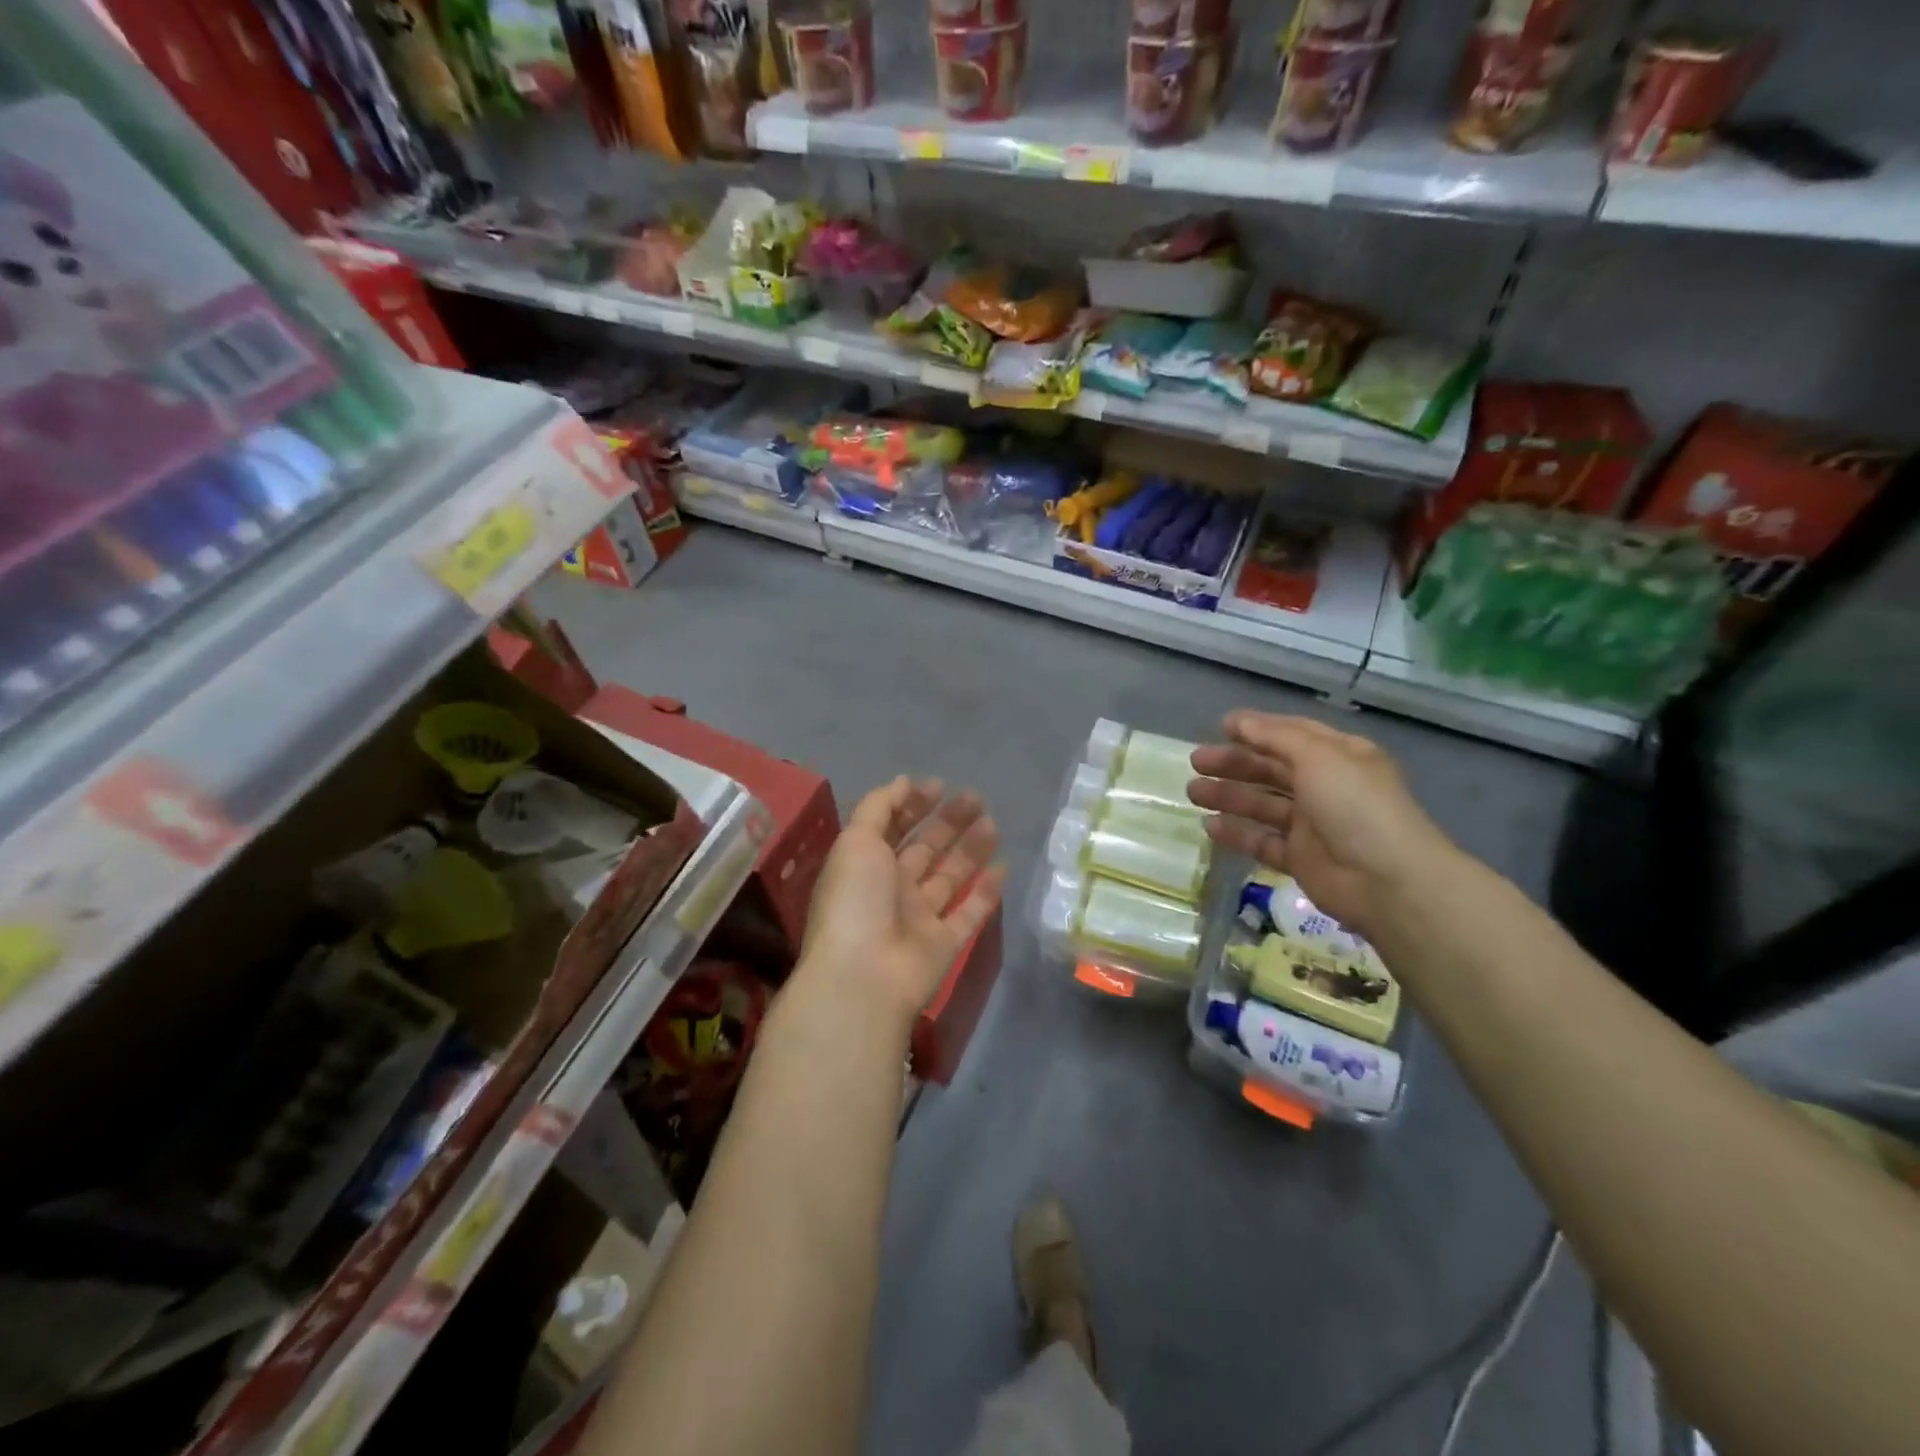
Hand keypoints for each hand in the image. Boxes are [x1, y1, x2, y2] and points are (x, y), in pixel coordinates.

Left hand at [795, 777, 1006, 1036]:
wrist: (865, 977)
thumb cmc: (856, 900)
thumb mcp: (856, 841)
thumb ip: (879, 807)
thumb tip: (904, 782)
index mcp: (865, 866)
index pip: (891, 828)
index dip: (912, 805)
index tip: (939, 785)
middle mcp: (891, 889)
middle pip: (925, 849)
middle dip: (948, 822)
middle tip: (976, 798)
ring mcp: (919, 918)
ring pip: (950, 877)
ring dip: (970, 849)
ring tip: (992, 822)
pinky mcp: (945, 945)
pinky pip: (969, 913)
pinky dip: (986, 892)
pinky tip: (1003, 866)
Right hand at [1187, 712, 1453, 935]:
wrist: (1387, 880)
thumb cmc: (1355, 806)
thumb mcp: (1319, 757)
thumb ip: (1275, 737)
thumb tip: (1238, 721)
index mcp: (1339, 756)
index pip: (1292, 735)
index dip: (1257, 729)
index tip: (1220, 727)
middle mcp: (1326, 786)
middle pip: (1272, 769)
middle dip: (1234, 763)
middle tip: (1196, 762)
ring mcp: (1312, 825)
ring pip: (1262, 805)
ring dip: (1229, 796)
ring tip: (1194, 792)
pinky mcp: (1300, 858)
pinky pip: (1262, 840)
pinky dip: (1237, 832)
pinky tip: (1209, 825)